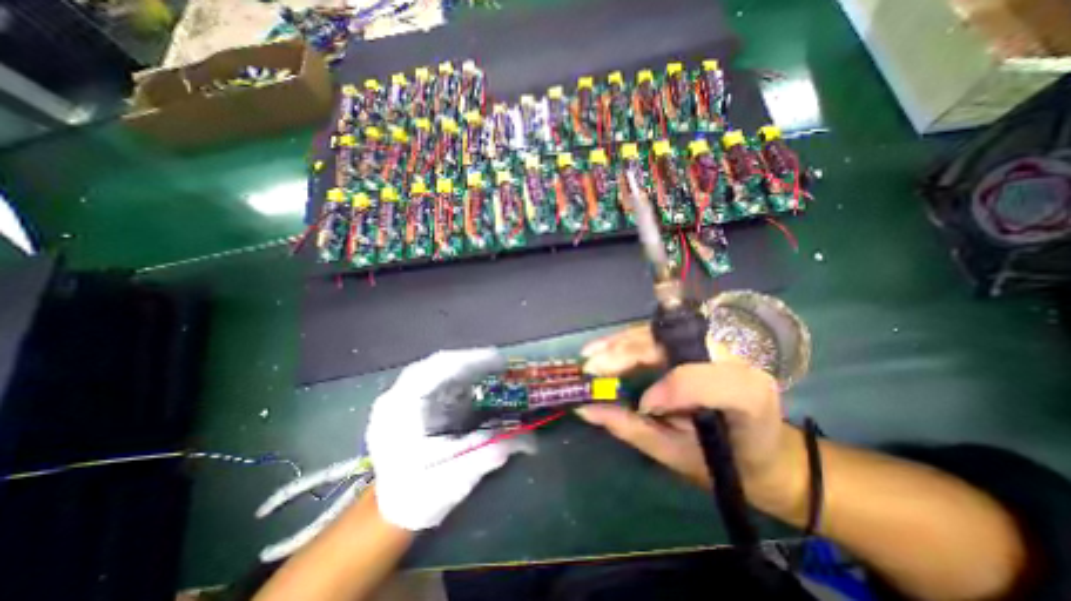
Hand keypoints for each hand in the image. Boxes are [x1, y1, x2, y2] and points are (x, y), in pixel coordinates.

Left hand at [365, 347, 533, 530]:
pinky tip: (478, 384)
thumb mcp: (456, 478)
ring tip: (494, 371)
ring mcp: (405, 397)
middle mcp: (398, 396)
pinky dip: (462, 378)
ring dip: (468, 368)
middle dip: (472, 362)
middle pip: (438, 364)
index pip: (436, 369)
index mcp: (401, 410)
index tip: (500, 361)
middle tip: (501, 365)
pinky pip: (441, 380)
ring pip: (440, 369)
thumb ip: (490, 454)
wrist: (390, 511)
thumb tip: (530, 440)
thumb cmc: (418, 496)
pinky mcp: (415, 402)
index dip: (470, 360)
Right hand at [583, 332, 799, 509]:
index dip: (669, 389)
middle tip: (590, 367)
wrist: (766, 452)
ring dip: (621, 343)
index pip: (701, 378)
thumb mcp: (678, 454)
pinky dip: (629, 341)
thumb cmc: (726, 462)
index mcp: (745, 394)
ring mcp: (715, 343)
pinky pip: (658, 335)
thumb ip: (631, 428)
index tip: (643, 406)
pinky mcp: (699, 341)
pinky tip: (607, 347)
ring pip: (659, 333)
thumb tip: (586, 409)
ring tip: (591, 354)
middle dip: (626, 353)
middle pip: (670, 343)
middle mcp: (731, 357)